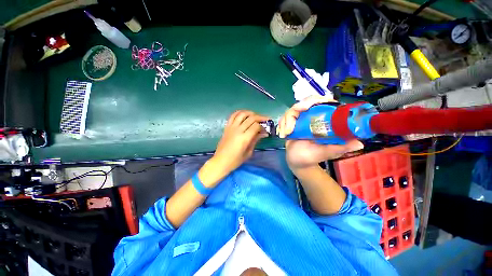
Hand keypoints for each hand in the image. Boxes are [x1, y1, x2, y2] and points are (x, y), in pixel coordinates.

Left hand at [212, 110, 268, 174]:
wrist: (220, 161)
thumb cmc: (235, 160)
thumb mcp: (248, 152)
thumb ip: (255, 140)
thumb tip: (264, 133)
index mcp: (244, 138)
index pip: (256, 126)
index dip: (262, 127)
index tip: (265, 130)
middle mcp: (238, 130)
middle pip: (251, 118)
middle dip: (260, 118)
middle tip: (265, 120)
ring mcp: (231, 127)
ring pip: (242, 114)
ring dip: (251, 113)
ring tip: (256, 116)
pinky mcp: (226, 127)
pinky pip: (233, 115)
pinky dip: (240, 113)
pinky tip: (244, 115)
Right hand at [277, 95, 363, 170]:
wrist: (297, 161)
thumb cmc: (312, 157)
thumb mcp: (327, 152)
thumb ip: (339, 148)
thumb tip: (359, 144)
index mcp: (325, 121)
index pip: (324, 102)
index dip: (315, 100)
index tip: (305, 107)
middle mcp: (313, 117)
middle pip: (306, 102)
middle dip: (297, 108)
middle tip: (293, 116)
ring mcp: (301, 119)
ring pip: (293, 109)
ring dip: (287, 120)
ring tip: (286, 133)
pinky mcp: (291, 123)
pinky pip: (285, 117)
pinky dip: (282, 124)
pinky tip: (282, 133)